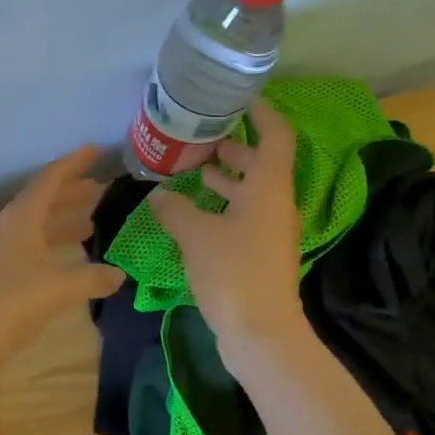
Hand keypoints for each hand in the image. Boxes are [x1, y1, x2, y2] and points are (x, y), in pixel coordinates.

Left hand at [0, 146, 126, 384]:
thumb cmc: (4, 306)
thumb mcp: (55, 289)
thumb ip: (90, 278)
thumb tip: (119, 274)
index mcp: (20, 220)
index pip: (49, 180)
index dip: (73, 163)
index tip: (96, 150)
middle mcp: (7, 231)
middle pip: (41, 202)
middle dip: (70, 194)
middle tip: (100, 191)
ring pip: (34, 230)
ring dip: (61, 224)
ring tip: (90, 227)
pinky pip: (28, 254)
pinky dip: (50, 252)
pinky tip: (66, 268)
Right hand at [151, 99, 307, 355]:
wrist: (261, 332)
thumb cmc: (233, 272)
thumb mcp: (195, 235)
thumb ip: (175, 210)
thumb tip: (158, 196)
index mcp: (269, 189)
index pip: (275, 137)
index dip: (262, 114)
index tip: (239, 101)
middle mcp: (276, 205)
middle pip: (261, 165)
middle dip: (234, 149)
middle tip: (201, 139)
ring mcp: (271, 232)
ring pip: (251, 193)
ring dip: (226, 180)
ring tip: (193, 172)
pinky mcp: (261, 255)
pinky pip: (244, 217)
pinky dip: (223, 207)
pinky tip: (194, 214)